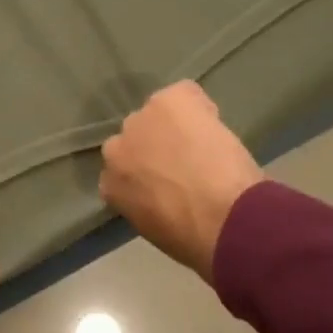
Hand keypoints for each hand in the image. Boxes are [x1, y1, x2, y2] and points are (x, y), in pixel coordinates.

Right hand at [99, 81, 264, 281]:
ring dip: (176, 126)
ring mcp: (140, 120)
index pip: (123, 169)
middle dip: (156, 145)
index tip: (167, 182)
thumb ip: (144, 201)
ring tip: (204, 143)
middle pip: (135, 137)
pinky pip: (184, 94)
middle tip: (186, 162)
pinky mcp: (168, 100)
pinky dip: (199, 106)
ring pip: (158, 114)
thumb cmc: (192, 238)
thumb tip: (160, 193)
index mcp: (110, 184)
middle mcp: (116, 148)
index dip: (147, 172)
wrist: (221, 218)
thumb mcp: (154, 227)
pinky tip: (214, 125)